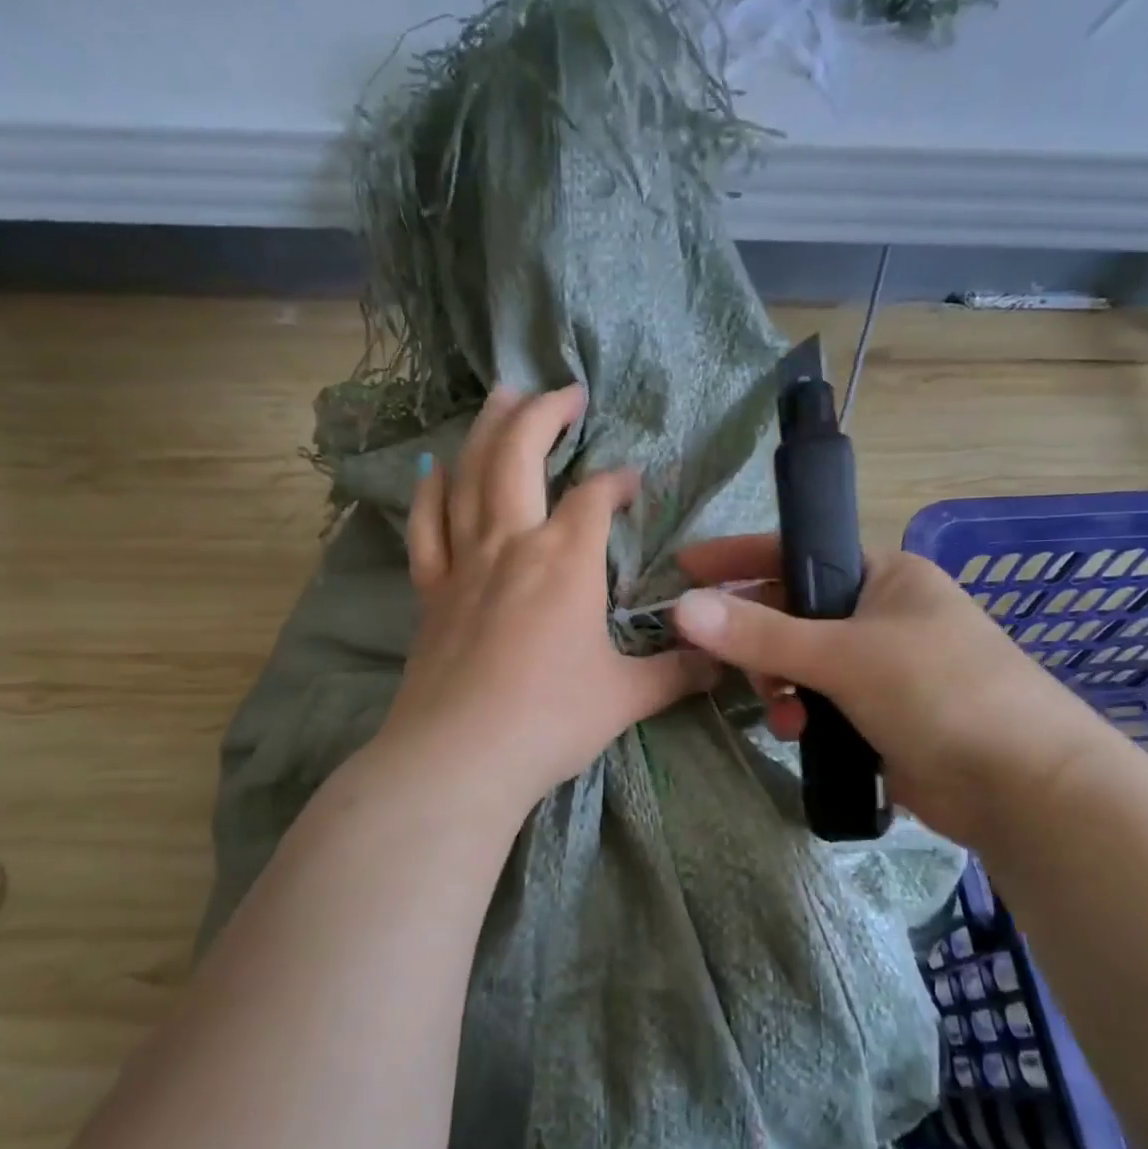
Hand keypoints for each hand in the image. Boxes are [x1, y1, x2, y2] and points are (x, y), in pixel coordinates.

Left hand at [377, 385, 716, 815]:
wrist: (460, 757)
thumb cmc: (550, 720)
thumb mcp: (627, 697)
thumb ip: (677, 673)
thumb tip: (722, 664)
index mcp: (565, 560)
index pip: (596, 498)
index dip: (618, 482)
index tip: (633, 484)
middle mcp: (511, 544)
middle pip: (519, 454)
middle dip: (543, 413)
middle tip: (563, 390)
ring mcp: (463, 564)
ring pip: (469, 476)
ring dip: (485, 430)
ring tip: (498, 397)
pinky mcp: (430, 593)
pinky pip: (425, 529)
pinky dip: (429, 494)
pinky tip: (435, 472)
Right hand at [672, 536, 1101, 846]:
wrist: (1022, 787)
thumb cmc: (940, 692)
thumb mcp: (844, 656)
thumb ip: (760, 634)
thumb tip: (682, 607)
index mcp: (883, 575)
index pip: (794, 553)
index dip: (737, 559)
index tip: (683, 569)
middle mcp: (881, 613)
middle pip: (791, 613)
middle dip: (759, 642)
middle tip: (730, 667)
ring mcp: (882, 667)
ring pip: (801, 663)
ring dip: (780, 686)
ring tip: (782, 714)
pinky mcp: (880, 715)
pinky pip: (820, 702)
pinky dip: (802, 714)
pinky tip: (800, 734)